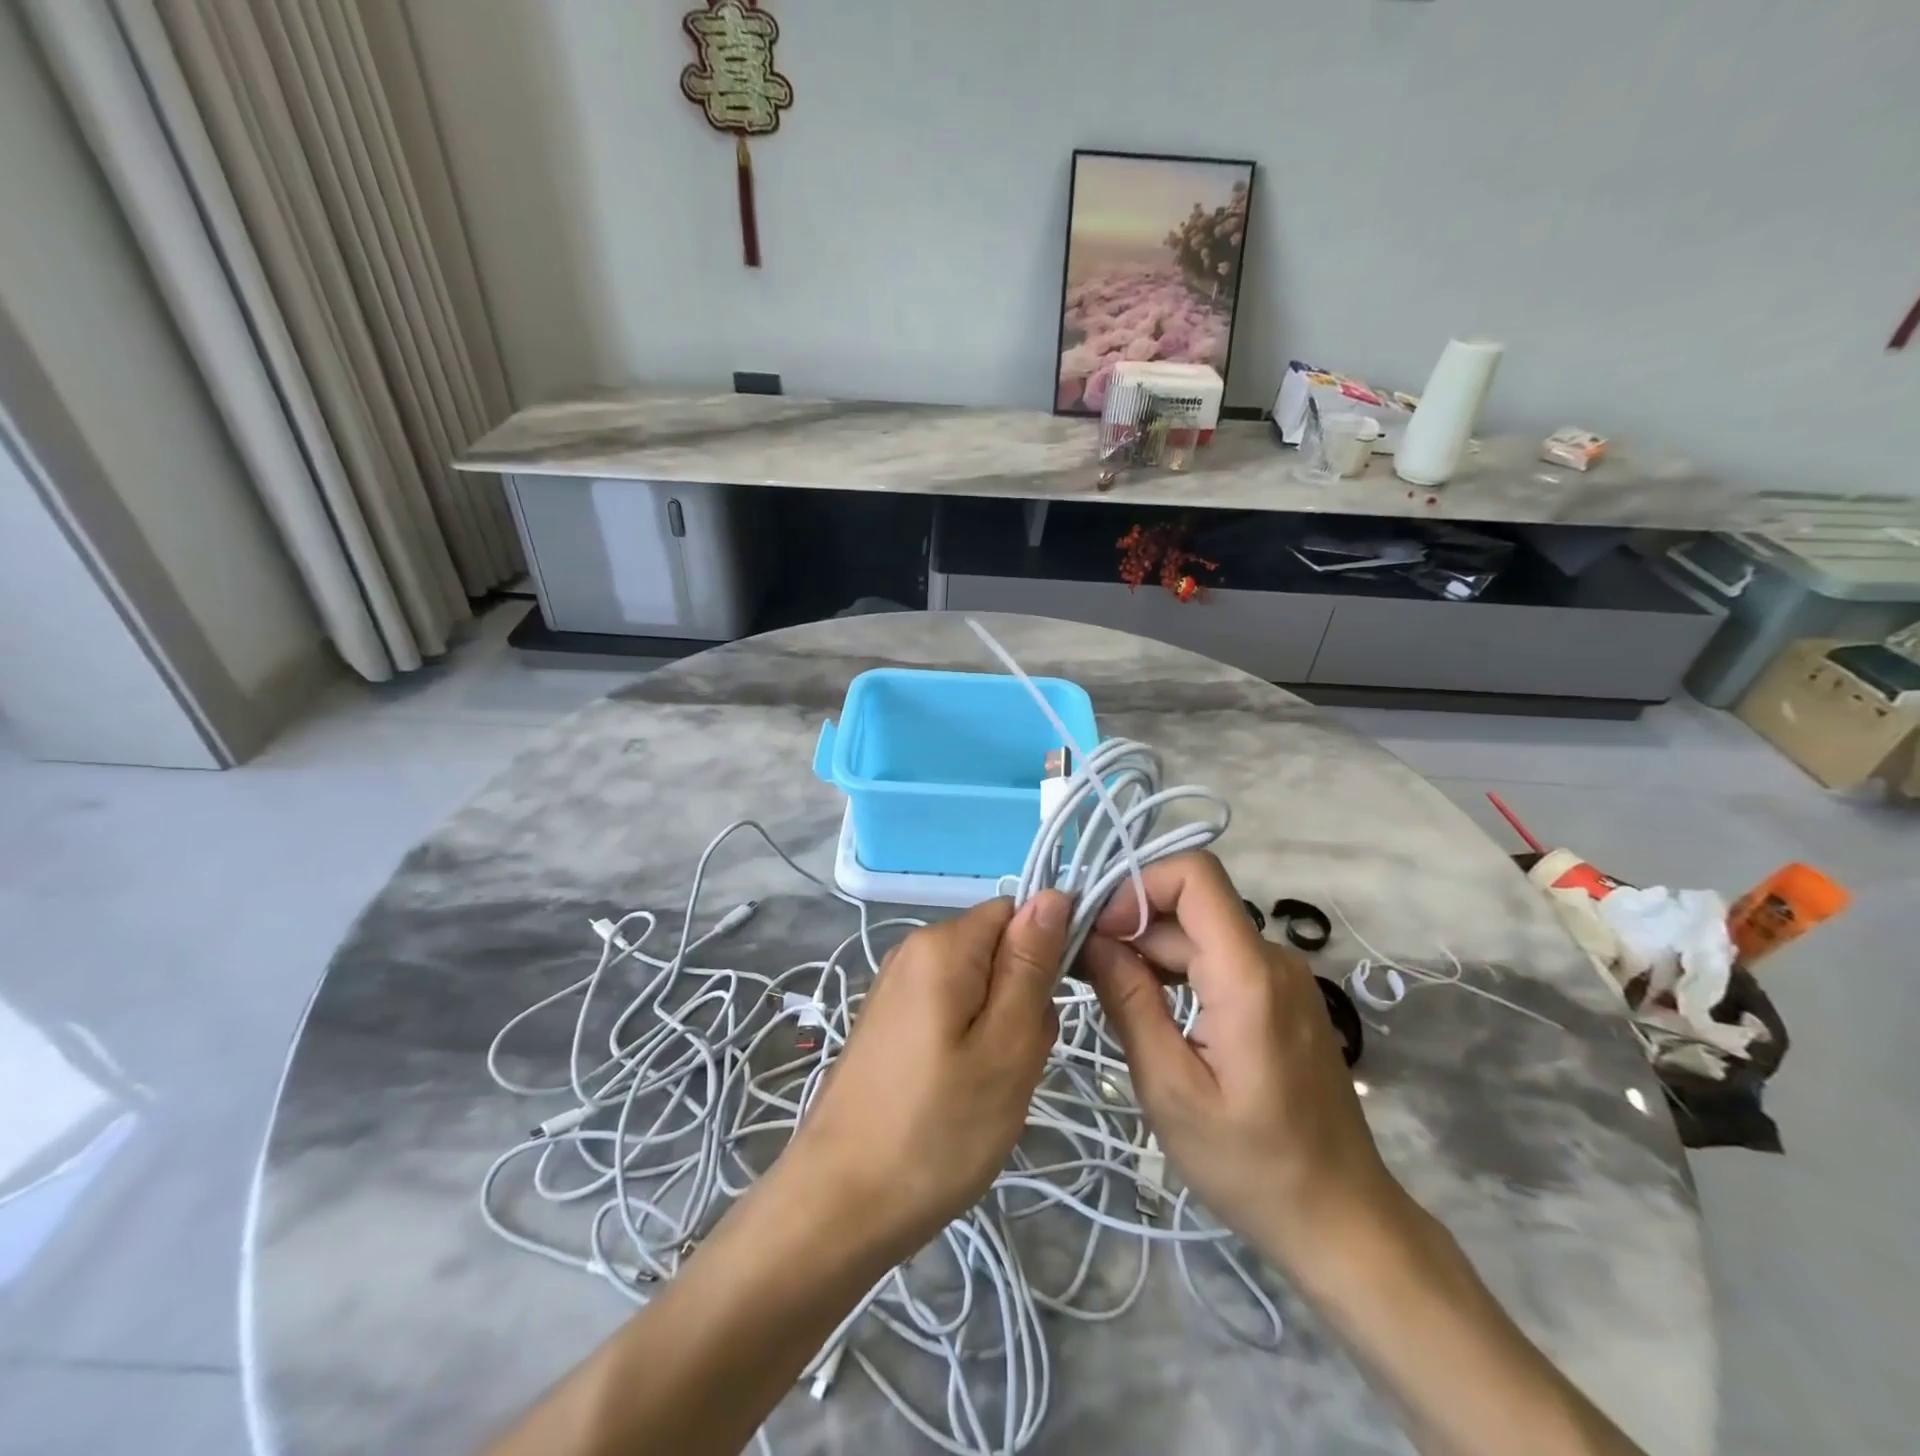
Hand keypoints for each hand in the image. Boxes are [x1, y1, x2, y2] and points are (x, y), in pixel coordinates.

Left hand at [786, 892, 1068, 1260]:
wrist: (839, 1206)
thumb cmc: (936, 1130)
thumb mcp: (1006, 1047)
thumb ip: (1031, 965)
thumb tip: (1053, 894)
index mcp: (942, 944)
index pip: (1018, 913)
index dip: (1046, 953)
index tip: (1048, 1013)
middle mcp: (913, 950)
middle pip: (997, 951)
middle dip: (1022, 999)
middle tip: (1014, 1064)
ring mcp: (896, 988)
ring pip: (978, 987)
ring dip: (999, 1029)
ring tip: (989, 1088)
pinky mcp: (889, 1023)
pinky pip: (950, 1013)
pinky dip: (969, 1045)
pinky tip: (961, 1094)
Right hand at [1078, 852, 1404, 1269]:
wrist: (1343, 1221)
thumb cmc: (1252, 1165)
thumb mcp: (1170, 1088)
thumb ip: (1129, 1002)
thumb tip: (1091, 940)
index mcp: (1247, 974)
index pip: (1194, 875)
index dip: (1138, 887)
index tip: (1099, 932)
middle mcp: (1271, 959)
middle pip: (1189, 907)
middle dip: (1130, 926)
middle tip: (1083, 971)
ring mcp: (1281, 977)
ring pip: (1200, 933)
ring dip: (1149, 951)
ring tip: (1108, 993)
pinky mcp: (1280, 997)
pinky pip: (1219, 959)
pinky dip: (1176, 970)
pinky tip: (1149, 1008)